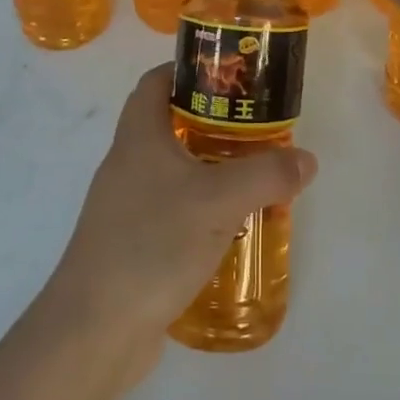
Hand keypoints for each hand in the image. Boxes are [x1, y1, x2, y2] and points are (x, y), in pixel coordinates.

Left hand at [44, 64, 316, 383]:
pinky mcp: (131, 245)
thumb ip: (266, 175)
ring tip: (252, 177)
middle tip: (255, 130)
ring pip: (172, 171)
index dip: (188, 69)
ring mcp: (125, 207)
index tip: (230, 76)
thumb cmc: (151, 243)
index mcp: (138, 137)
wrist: (94, 329)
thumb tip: (305, 160)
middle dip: (211, 122)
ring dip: (208, 169)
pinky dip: (199, 210)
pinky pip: (170, 211)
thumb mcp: (218, 201)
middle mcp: (127, 164)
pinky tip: (229, 230)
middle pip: (168, 124)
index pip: (156, 82)